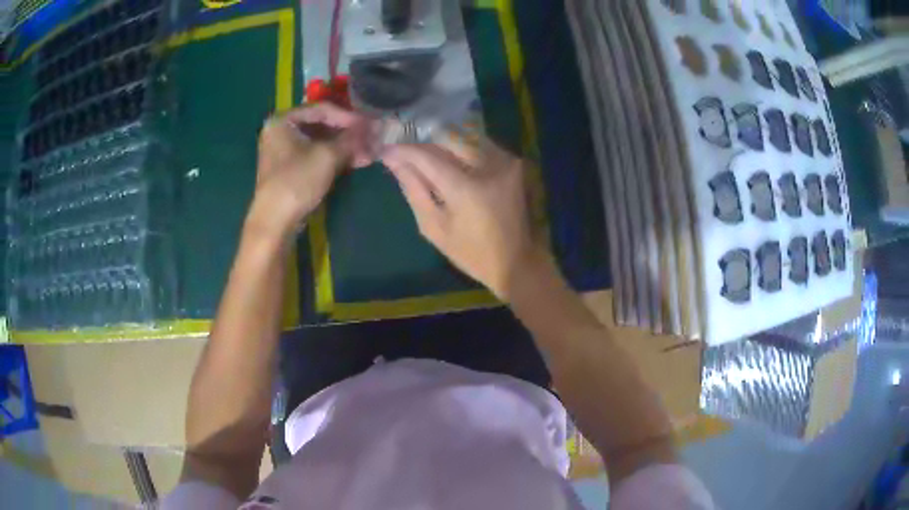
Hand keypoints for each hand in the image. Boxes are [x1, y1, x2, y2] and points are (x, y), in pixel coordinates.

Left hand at [249, 103, 373, 237]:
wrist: (275, 222)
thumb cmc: (297, 181)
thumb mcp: (328, 156)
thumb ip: (352, 138)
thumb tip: (376, 126)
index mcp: (283, 120)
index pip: (322, 109)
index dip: (349, 117)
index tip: (370, 125)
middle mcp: (281, 131)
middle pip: (321, 125)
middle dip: (348, 134)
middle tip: (371, 140)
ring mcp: (284, 151)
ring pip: (320, 142)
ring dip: (345, 147)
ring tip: (368, 154)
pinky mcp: (290, 169)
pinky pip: (315, 156)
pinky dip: (334, 158)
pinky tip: (355, 162)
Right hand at [381, 136, 542, 299]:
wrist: (517, 261)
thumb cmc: (472, 253)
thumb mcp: (435, 228)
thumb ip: (414, 190)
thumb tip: (395, 163)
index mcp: (467, 188)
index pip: (428, 156)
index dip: (404, 151)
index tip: (386, 151)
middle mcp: (489, 165)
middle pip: (447, 139)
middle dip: (423, 143)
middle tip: (405, 153)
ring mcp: (505, 161)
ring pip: (464, 137)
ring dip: (441, 144)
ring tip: (424, 156)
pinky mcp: (512, 162)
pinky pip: (479, 145)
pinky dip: (460, 149)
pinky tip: (448, 160)